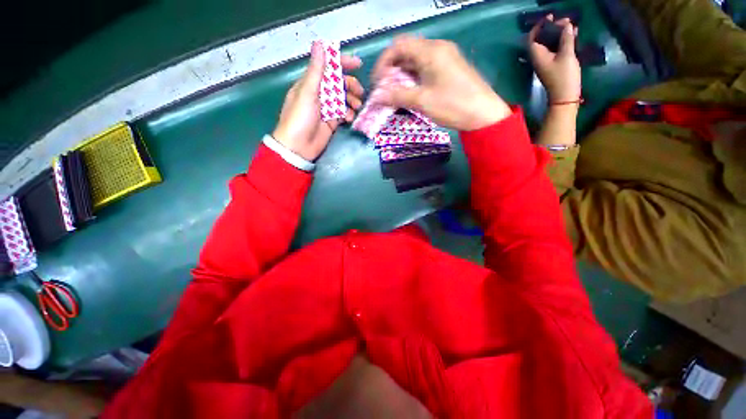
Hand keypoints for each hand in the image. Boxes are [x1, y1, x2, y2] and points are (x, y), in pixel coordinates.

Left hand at [272, 42, 363, 160]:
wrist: (298, 147)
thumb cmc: (299, 119)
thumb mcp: (307, 93)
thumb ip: (316, 71)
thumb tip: (320, 43)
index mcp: (311, 83)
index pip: (328, 67)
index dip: (343, 63)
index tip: (358, 64)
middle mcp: (319, 93)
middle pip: (339, 84)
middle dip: (351, 86)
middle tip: (360, 93)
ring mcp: (326, 108)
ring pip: (343, 99)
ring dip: (352, 101)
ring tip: (357, 107)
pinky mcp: (332, 122)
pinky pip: (343, 113)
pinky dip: (348, 114)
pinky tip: (349, 118)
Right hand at [372, 36, 510, 131]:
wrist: (483, 114)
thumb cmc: (453, 105)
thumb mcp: (422, 101)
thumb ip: (397, 96)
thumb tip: (376, 97)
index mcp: (431, 51)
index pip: (399, 46)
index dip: (383, 62)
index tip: (377, 82)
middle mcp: (438, 48)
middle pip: (407, 51)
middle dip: (392, 69)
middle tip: (385, 89)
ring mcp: (445, 57)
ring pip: (416, 60)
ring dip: (403, 74)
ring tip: (395, 93)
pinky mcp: (449, 67)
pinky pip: (426, 67)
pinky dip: (414, 77)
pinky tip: (411, 91)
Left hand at [529, 16, 580, 102]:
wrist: (564, 97)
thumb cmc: (564, 77)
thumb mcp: (567, 55)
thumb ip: (566, 39)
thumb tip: (567, 25)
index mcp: (537, 56)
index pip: (532, 38)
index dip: (539, 26)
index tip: (550, 17)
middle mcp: (538, 58)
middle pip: (541, 39)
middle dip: (552, 28)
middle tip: (566, 21)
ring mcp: (545, 62)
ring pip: (549, 44)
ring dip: (559, 34)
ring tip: (572, 26)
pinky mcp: (553, 65)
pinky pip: (555, 49)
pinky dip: (562, 41)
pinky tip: (573, 36)